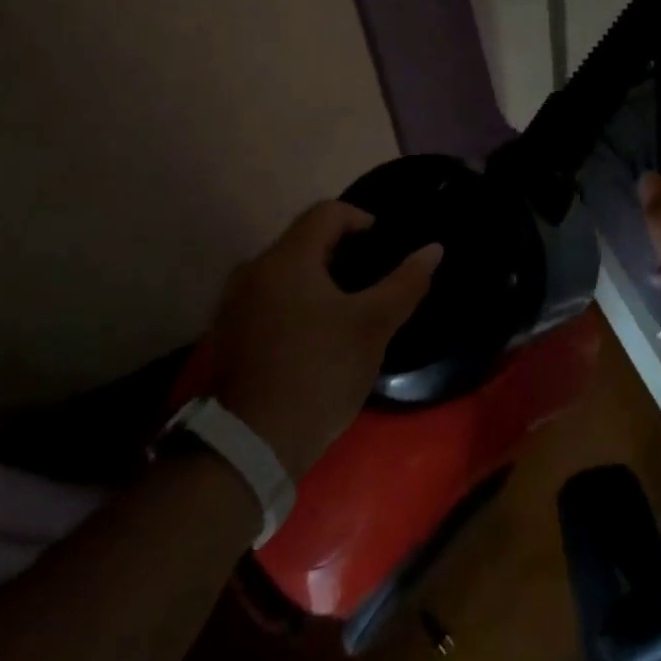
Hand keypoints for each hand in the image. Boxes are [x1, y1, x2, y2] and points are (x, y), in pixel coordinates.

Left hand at [181, 203, 439, 477]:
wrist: (250, 447)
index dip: (361, 219)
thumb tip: (433, 249)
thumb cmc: (318, 374)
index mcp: (286, 259)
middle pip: (304, 239)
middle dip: (341, 251)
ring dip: (318, 277)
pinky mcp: (228, 333)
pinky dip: (295, 300)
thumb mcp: (372, 327)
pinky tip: (315, 333)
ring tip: (348, 306)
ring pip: (285, 270)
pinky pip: (269, 296)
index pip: (326, 212)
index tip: (385, 246)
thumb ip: (405, 283)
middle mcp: (253, 270)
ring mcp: (234, 303)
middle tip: (372, 279)